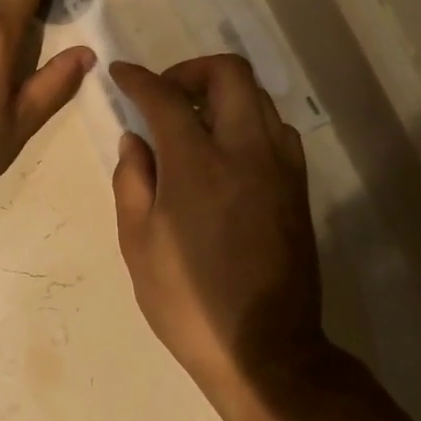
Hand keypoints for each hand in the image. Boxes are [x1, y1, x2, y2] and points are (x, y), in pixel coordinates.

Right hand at [110, 56, 348, 418]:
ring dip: (223, 95)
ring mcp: (280, 168)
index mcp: (198, 165)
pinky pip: (276, 130)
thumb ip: (132, 180)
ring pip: (259, 98)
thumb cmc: (187, 300)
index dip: (138, 79)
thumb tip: (135, 140)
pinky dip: (248, 122)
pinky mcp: (298, 188)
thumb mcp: (138, 243)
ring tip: (194, 123)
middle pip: (229, 74)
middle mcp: (246, 152)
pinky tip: (226, 152)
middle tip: (165, 94)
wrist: (264, 349)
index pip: (165, 97)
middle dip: (191, 70)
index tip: (121, 74)